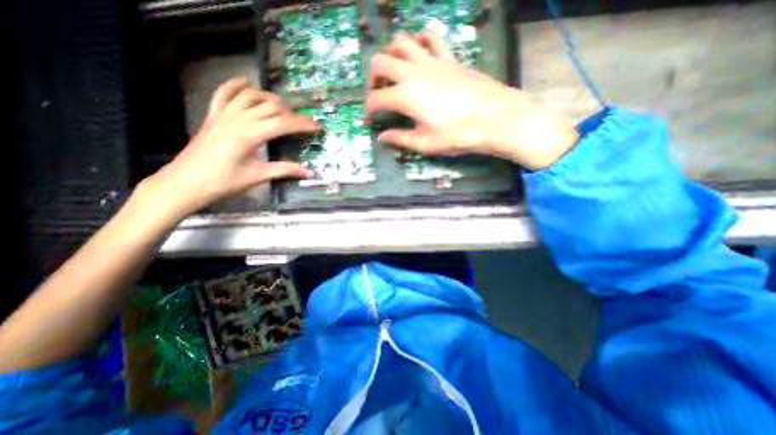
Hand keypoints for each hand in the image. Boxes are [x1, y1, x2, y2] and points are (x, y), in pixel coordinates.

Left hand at [141, 79, 317, 217]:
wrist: (186, 183)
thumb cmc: (224, 182)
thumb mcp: (258, 176)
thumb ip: (285, 170)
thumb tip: (309, 172)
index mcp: (250, 135)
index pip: (283, 123)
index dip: (302, 124)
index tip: (316, 127)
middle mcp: (237, 119)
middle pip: (270, 107)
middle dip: (291, 113)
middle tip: (303, 124)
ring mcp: (223, 114)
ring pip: (251, 96)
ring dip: (270, 99)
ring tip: (283, 109)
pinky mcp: (213, 115)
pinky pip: (224, 93)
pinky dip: (236, 86)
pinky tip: (246, 84)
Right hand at [368, 31, 578, 169]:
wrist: (494, 118)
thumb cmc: (458, 135)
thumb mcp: (425, 143)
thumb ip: (400, 139)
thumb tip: (381, 138)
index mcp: (405, 96)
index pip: (376, 99)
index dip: (368, 110)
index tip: (369, 120)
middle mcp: (413, 72)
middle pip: (380, 61)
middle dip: (372, 78)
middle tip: (377, 94)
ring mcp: (432, 61)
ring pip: (402, 41)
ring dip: (391, 54)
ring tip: (394, 72)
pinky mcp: (449, 58)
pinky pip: (430, 38)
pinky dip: (419, 41)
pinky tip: (419, 54)